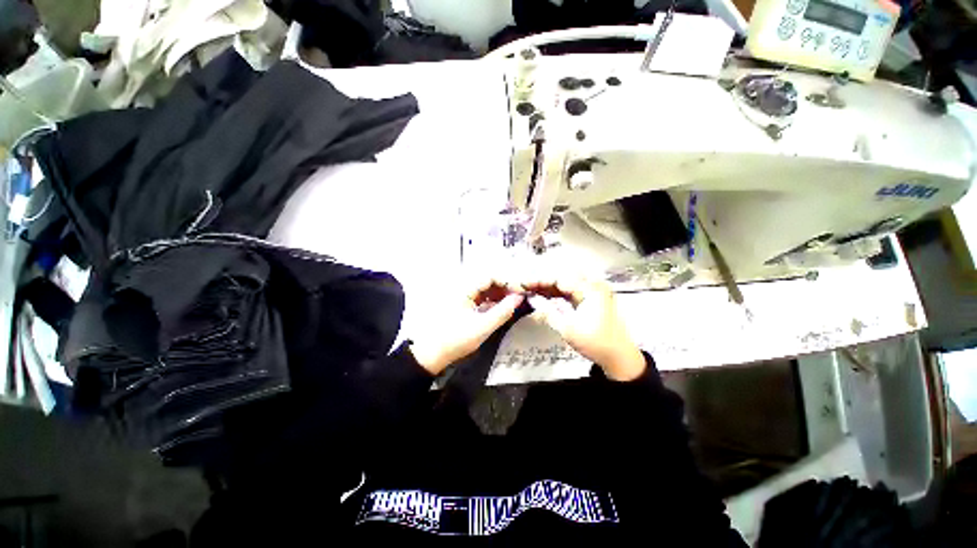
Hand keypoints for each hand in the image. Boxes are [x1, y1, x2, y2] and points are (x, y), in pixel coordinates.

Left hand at [409, 279, 524, 374]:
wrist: (432, 353)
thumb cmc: (456, 340)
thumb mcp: (483, 327)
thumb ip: (503, 311)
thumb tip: (519, 297)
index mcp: (465, 288)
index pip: (491, 276)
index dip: (508, 282)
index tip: (522, 290)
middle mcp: (463, 287)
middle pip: (489, 280)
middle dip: (506, 286)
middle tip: (520, 296)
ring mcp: (463, 295)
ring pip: (486, 288)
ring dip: (500, 293)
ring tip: (514, 301)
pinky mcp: (463, 303)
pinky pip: (482, 296)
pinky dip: (493, 300)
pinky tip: (501, 307)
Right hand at [521, 278, 644, 380]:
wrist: (619, 357)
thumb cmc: (595, 343)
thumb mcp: (568, 329)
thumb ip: (548, 312)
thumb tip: (532, 300)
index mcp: (589, 289)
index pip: (559, 279)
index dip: (539, 281)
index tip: (523, 284)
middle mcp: (592, 286)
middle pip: (562, 278)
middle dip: (542, 281)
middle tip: (525, 286)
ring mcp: (592, 292)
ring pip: (565, 284)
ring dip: (548, 287)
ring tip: (531, 290)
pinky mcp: (591, 299)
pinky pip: (570, 291)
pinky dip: (557, 293)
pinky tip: (544, 295)